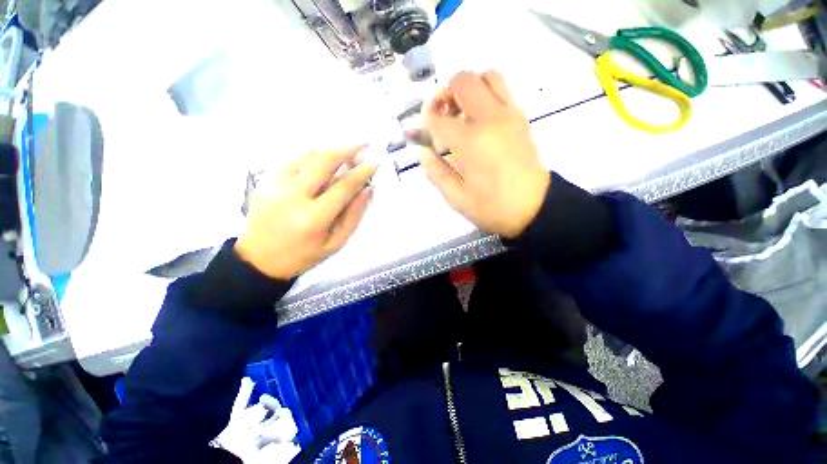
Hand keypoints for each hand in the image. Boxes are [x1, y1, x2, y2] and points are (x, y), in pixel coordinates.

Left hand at [235, 147, 376, 279]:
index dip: (361, 173)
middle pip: (323, 162)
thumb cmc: (302, 256)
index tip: (374, 163)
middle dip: (346, 150)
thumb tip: (366, 191)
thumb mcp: (334, 244)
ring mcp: (275, 185)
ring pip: (306, 155)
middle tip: (362, 145)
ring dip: (329, 149)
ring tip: (344, 150)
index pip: (343, 187)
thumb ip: (353, 217)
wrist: (258, 260)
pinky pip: (291, 159)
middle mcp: (293, 196)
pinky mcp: (265, 181)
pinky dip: (310, 154)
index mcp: (313, 218)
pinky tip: (321, 157)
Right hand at [420, 71, 549, 237]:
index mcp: (471, 142)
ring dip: (468, 88)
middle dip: (445, 95)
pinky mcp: (521, 118)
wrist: (533, 208)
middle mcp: (491, 119)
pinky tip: (479, 120)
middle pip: (463, 81)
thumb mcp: (456, 197)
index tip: (426, 137)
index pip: (438, 117)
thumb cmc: (492, 207)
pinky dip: (485, 94)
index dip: (426, 123)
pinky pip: (502, 90)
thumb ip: (436, 171)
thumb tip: (425, 151)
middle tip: (443, 117)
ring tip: (461, 113)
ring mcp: (509, 115)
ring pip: (487, 77)